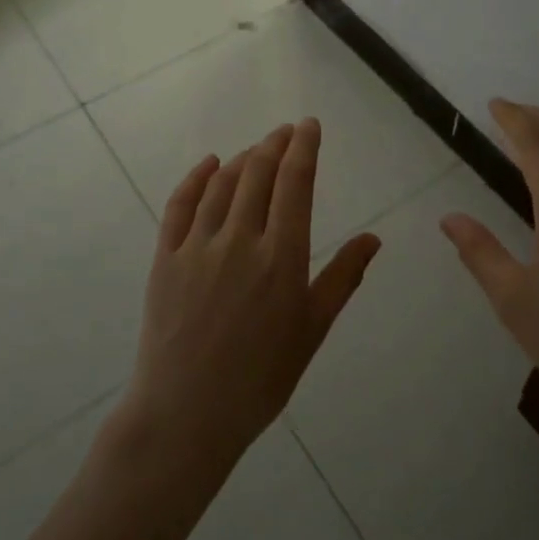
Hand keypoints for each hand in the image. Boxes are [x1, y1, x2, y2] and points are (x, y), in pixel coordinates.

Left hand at [127, 118, 381, 464]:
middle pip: (258, 174)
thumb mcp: (312, 330)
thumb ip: (342, 278)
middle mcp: (240, 240)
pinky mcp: (165, 257)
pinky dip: (196, 177)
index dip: (304, 148)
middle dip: (275, 144)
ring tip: (257, 149)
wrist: (186, 414)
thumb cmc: (260, 378)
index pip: (295, 184)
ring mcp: (197, 247)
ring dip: (243, 158)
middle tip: (286, 132)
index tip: (309, 125)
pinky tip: (209, 163)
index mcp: (281, 258)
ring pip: (222, 183)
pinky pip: (180, 204)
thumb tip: (373, 239)